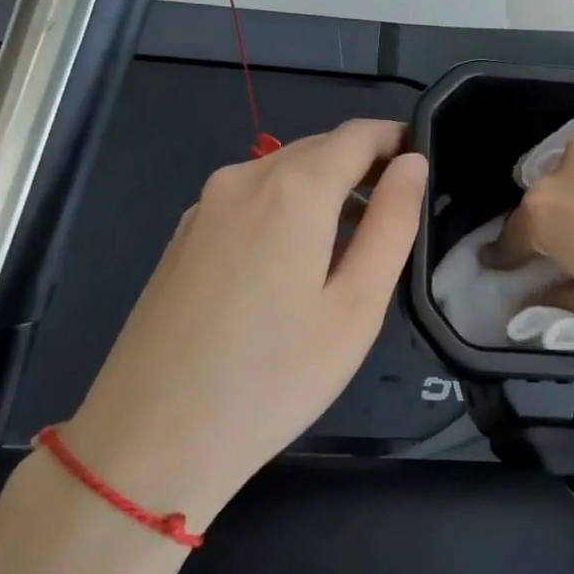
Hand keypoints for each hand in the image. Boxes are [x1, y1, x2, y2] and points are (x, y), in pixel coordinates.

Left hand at [64, 120, 425, 529]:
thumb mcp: (356, 306)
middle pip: (317, 149)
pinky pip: (249, 200)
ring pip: (280, 174)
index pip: (357, 134)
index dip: (395, 139)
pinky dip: (286, 209)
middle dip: (362, 165)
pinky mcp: (182, 236)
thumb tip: (411, 163)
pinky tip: (294, 261)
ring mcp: (204, 207)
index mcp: (292, 189)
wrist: (150, 438)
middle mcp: (243, 179)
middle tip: (399, 209)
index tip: (423, 162)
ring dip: (324, 189)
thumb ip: (391, 223)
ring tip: (355, 241)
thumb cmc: (274, 378)